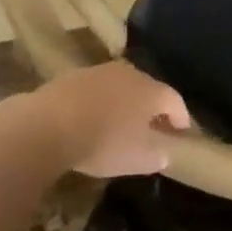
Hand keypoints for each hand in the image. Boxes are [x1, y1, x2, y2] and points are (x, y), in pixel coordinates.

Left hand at [26, 61, 190, 177]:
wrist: (48, 125)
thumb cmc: (103, 142)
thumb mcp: (137, 159)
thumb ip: (156, 155)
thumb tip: (164, 153)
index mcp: (151, 91)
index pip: (175, 100)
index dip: (181, 117)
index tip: (183, 131)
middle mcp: (130, 73)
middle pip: (149, 88)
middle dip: (153, 107)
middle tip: (153, 126)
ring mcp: (100, 71)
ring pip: (121, 86)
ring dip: (125, 102)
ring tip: (121, 122)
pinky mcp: (74, 76)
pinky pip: (97, 89)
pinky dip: (101, 102)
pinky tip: (92, 118)